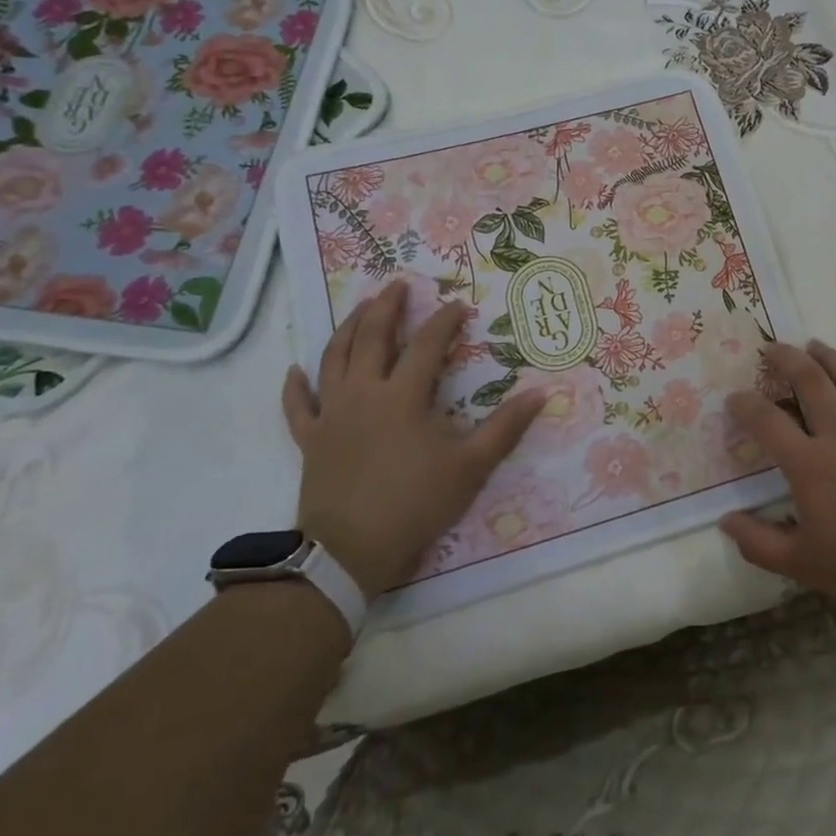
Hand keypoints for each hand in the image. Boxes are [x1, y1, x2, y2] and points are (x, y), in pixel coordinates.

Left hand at [282, 281, 544, 598]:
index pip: (428, 344)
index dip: (445, 321)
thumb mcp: (471, 466)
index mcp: (403, 395)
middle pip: (372, 337)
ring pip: (333, 358)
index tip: (460, 305)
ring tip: (360, 308)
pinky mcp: (310, 439)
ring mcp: (332, 414)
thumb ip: (506, 427)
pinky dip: (294, 386)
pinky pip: (298, 406)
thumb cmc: (415, 503)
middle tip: (397, 284)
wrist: (350, 551)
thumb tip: (542, 393)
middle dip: (386, 307)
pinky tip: (294, 370)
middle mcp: (363, 393)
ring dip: (347, 328)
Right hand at [720, 340, 835, 621]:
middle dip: (785, 358)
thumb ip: (757, 542)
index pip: (766, 420)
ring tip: (809, 344)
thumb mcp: (802, 565)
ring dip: (823, 355)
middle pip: (808, 379)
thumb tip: (725, 521)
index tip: (733, 399)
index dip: (744, 404)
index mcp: (809, 465)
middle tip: (769, 348)